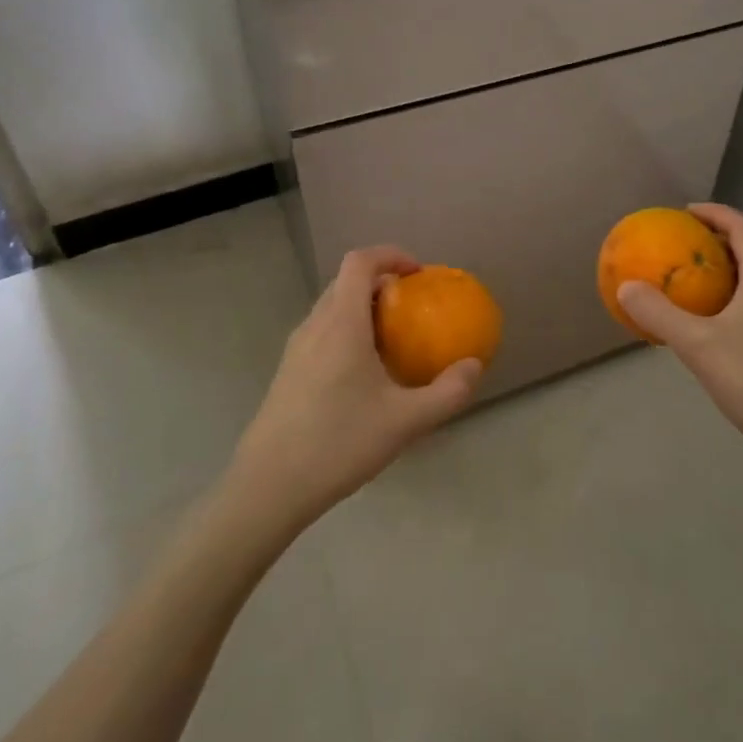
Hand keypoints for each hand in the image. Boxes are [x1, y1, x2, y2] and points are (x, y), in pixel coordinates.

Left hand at [230, 245, 481, 530]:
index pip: (360, 262)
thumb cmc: (339, 443)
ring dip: (363, 308)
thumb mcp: (406, 421)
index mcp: (341, 324)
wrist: (268, 487)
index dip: (390, 254)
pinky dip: (347, 331)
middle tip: (413, 307)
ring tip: (393, 339)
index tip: (419, 273)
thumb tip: (473, 366)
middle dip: (381, 282)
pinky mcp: (287, 372)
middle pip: (345, 281)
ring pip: (331, 308)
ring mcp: (296, 349)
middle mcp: (314, 326)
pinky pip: (322, 333)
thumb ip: (447, 392)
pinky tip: (365, 374)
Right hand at [618, 204, 742, 486]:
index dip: (716, 213)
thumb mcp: (698, 345)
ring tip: (697, 280)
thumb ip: (660, 313)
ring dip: (732, 269)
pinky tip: (718, 324)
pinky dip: (739, 296)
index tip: (685, 212)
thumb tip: (627, 286)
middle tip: (685, 245)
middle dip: (721, 239)